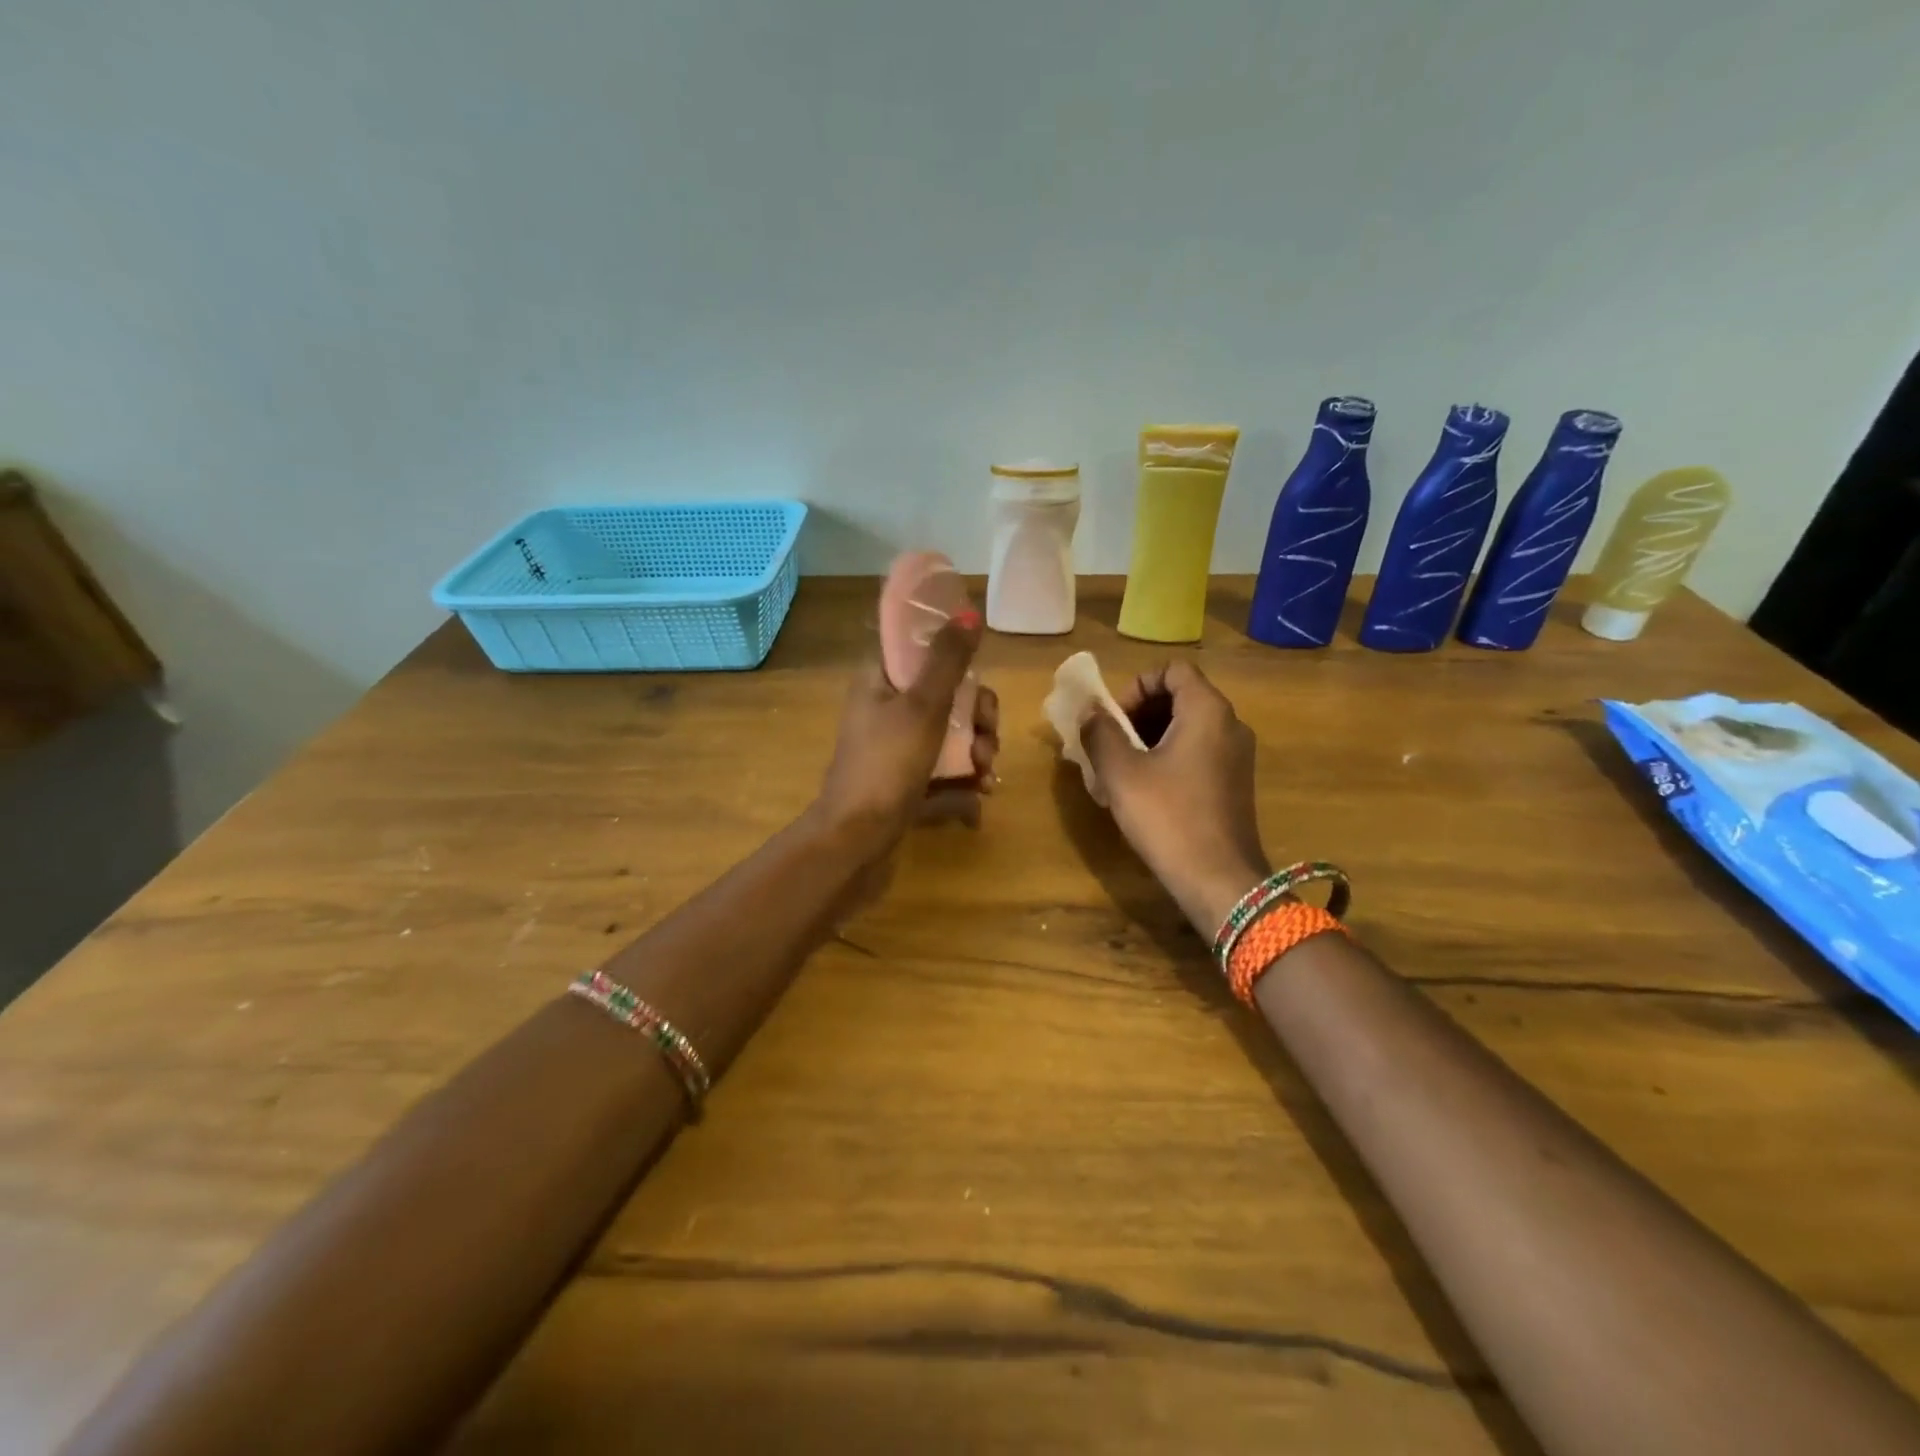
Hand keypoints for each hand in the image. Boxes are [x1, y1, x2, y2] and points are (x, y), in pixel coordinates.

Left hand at [815, 614, 999, 856]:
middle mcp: (886, 708)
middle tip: (989, 736)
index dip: (954, 656)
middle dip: (979, 716)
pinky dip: (965, 776)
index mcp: (879, 680)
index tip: (979, 675)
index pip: (919, 648)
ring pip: (952, 732)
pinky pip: (945, 766)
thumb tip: (970, 612)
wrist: (856, 839)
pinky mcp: (907, 779)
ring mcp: (897, 746)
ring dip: (979, 749)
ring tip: (986, 774)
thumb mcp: (923, 706)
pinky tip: (980, 793)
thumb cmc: (887, 764)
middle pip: (947, 694)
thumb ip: (948, 660)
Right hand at [1082, 660, 1269, 934]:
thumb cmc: (1168, 818)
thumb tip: (1090, 712)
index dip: (1136, 686)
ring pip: (1188, 726)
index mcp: (1208, 711)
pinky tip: (1145, 789)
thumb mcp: (1121, 773)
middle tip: (1110, 742)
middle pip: (1181, 696)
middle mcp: (1230, 724)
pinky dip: (1169, 756)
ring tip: (1121, 768)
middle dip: (1139, 713)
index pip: (1172, 671)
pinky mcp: (1235, 783)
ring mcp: (1237, 756)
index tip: (1113, 718)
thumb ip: (1101, 733)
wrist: (1219, 880)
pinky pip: (1198, 751)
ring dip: (1150, 736)